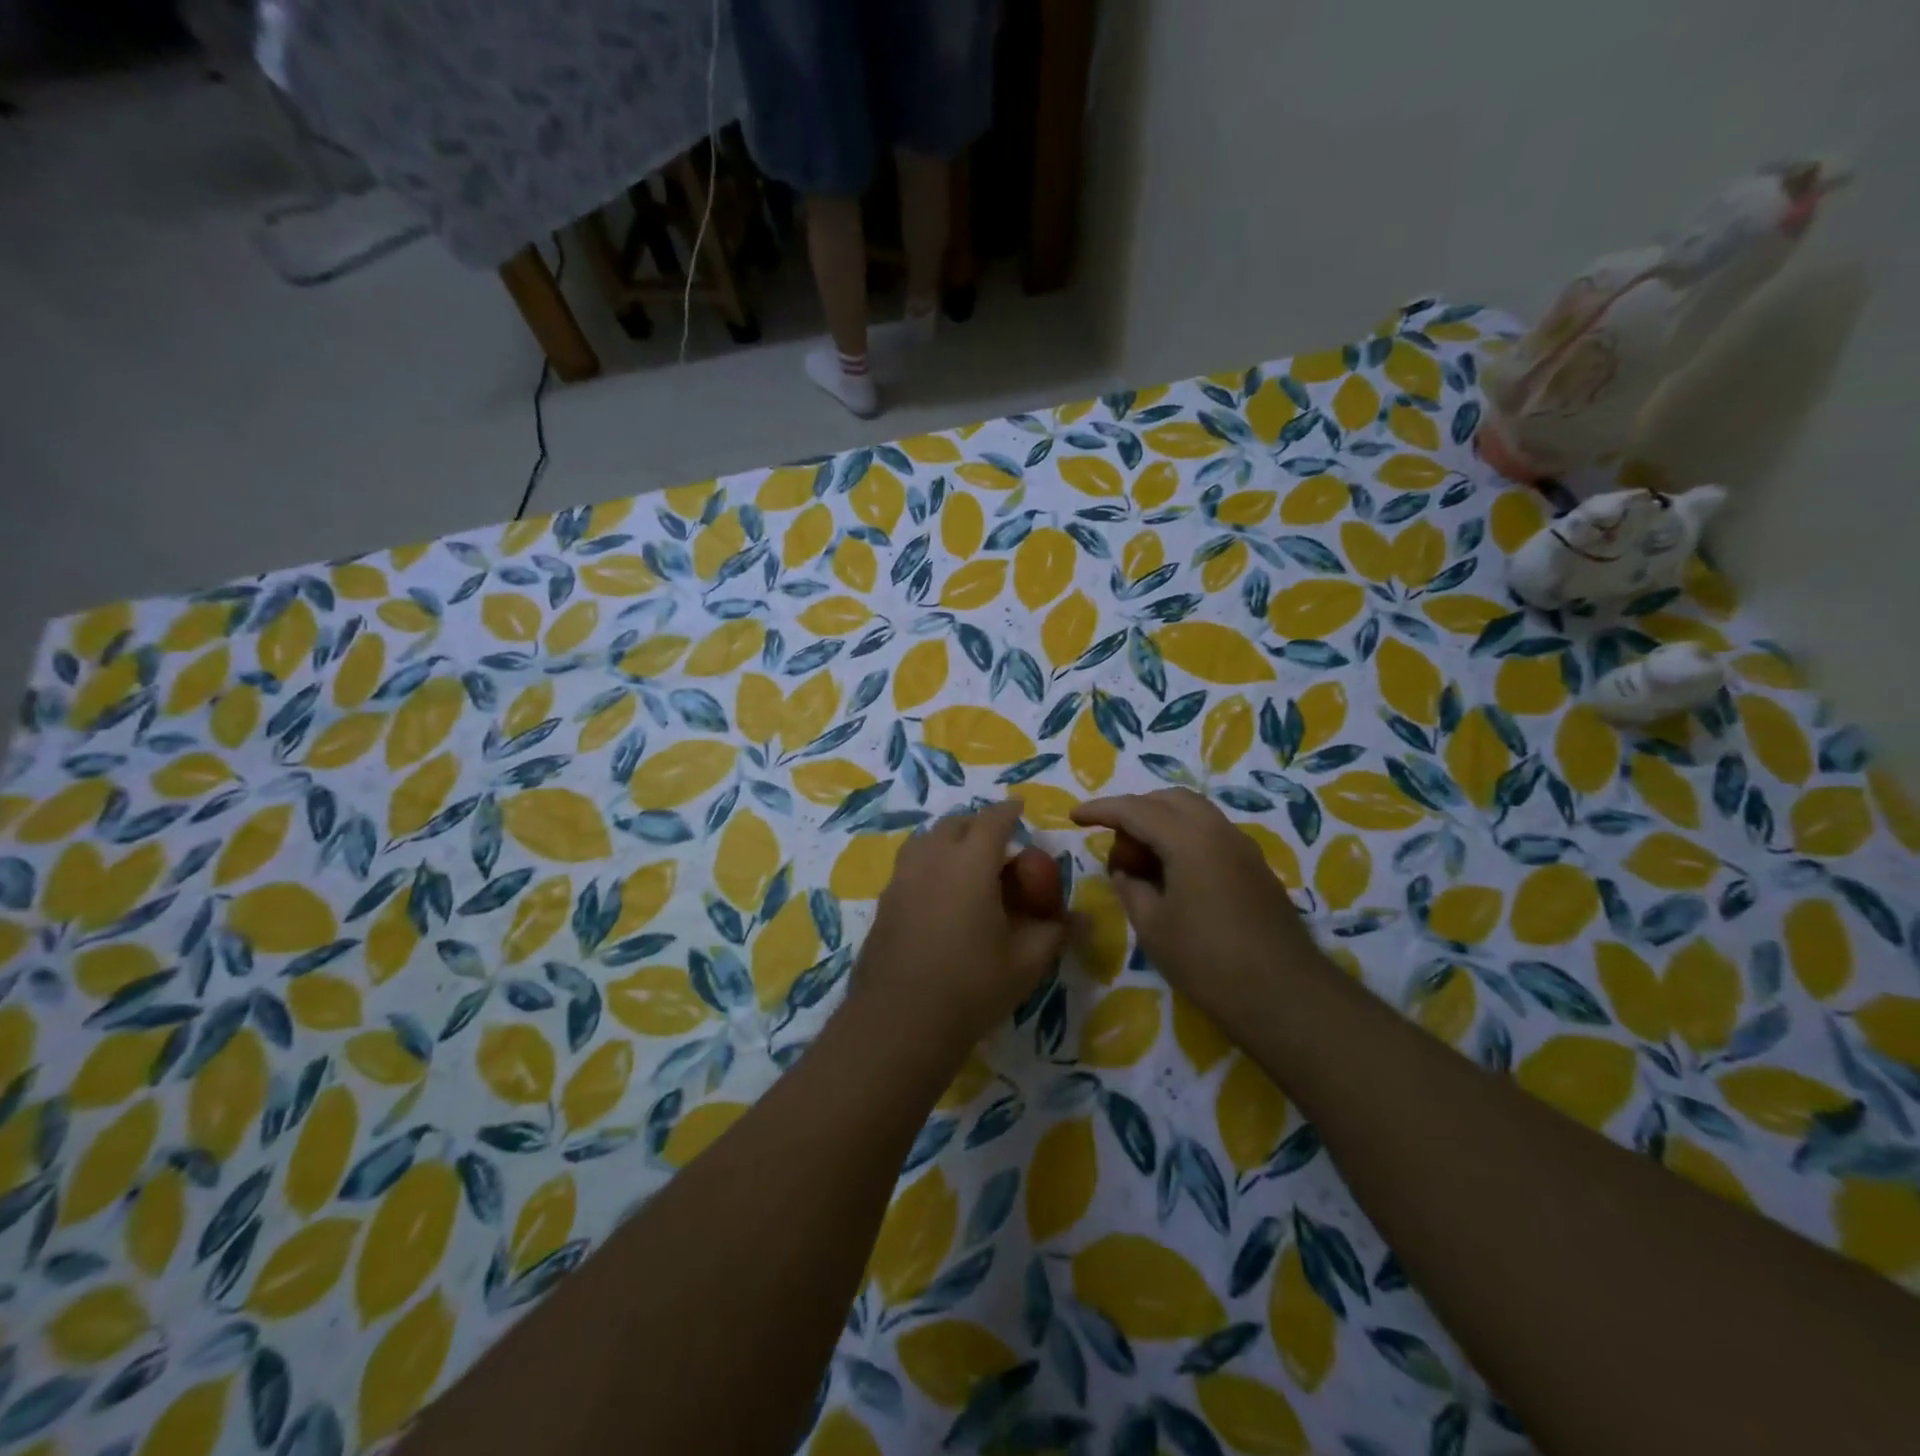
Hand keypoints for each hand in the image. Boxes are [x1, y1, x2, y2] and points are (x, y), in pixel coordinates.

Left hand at [852, 801, 1069, 1058]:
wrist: (900, 1020)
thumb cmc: (972, 985)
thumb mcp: (1027, 961)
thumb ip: (1056, 932)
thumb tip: (1085, 918)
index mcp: (970, 862)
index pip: (992, 820)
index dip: (1009, 811)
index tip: (1020, 808)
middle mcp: (932, 859)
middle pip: (955, 824)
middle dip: (978, 824)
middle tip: (997, 842)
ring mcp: (902, 878)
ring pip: (926, 840)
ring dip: (948, 840)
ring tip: (964, 861)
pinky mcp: (884, 901)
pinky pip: (910, 865)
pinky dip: (928, 862)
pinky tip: (938, 893)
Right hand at [1071, 789, 1315, 1024]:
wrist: (1285, 996)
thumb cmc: (1208, 961)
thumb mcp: (1152, 926)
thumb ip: (1131, 887)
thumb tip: (1126, 871)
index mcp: (1190, 838)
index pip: (1135, 810)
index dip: (1101, 810)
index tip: (1074, 816)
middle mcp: (1219, 830)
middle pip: (1168, 800)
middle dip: (1135, 812)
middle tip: (1116, 847)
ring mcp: (1243, 847)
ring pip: (1193, 813)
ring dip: (1161, 824)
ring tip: (1142, 863)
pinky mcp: (1255, 867)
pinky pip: (1210, 833)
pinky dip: (1183, 839)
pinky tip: (1172, 875)